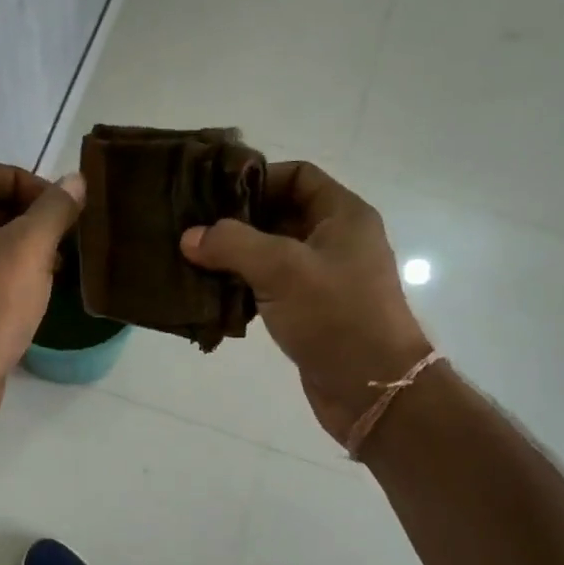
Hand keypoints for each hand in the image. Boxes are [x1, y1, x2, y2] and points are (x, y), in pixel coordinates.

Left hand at [0, 159, 84, 417]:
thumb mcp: (30, 248)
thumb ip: (55, 209)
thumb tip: (75, 181)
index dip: (22, 179)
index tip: (56, 207)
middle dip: (26, 214)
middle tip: (61, 236)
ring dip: (20, 246)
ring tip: (55, 266)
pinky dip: (6, 273)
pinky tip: (33, 293)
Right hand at [181, 162, 429, 442]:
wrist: (373, 389)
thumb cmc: (336, 316)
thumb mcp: (281, 269)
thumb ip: (232, 244)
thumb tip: (189, 237)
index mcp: (343, 216)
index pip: (298, 175)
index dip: (257, 178)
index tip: (214, 195)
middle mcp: (337, 240)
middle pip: (281, 213)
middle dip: (238, 221)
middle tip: (193, 229)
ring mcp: (325, 278)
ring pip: (273, 254)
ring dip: (236, 258)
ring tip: (194, 261)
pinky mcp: (312, 312)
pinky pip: (272, 288)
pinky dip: (245, 288)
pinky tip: (213, 296)